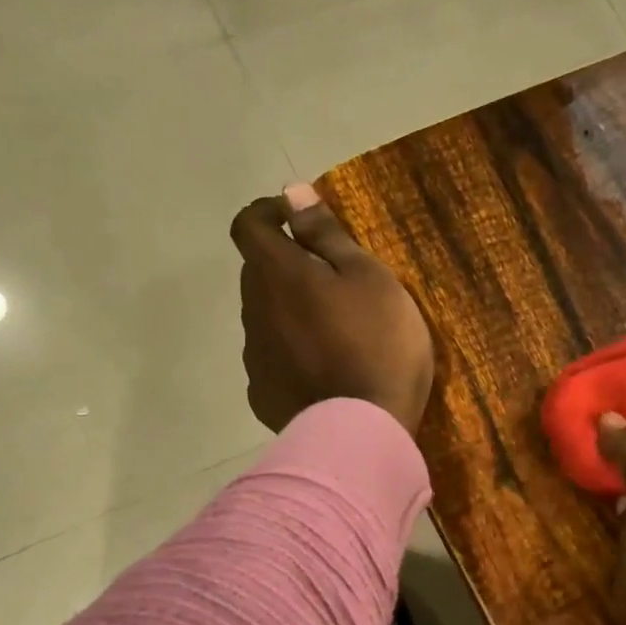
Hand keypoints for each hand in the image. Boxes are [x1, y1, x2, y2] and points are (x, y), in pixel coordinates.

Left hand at [232, 182, 433, 435]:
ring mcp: (255, 358)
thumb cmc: (377, 344)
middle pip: (259, 274)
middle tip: (334, 283)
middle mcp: (254, 312)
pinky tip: (325, 373)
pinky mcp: (264, 395)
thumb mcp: (368, 278)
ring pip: (266, 319)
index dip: (268, 213)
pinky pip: (273, 361)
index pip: (248, 225)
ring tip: (336, 335)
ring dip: (290, 314)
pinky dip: (293, 355)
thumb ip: (326, 235)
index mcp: (277, 275)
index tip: (297, 219)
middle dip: (287, 267)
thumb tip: (292, 193)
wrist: (363, 431)